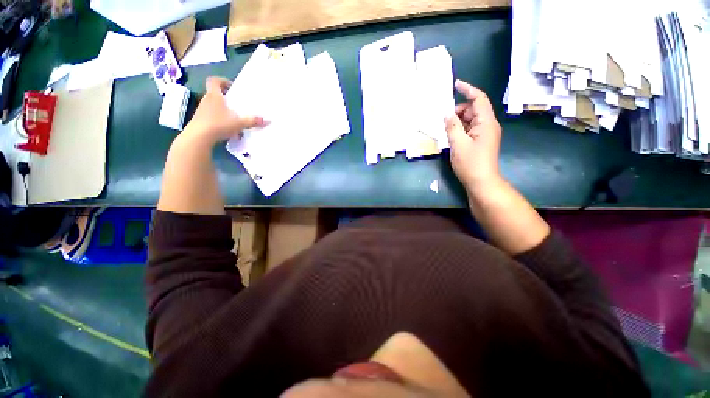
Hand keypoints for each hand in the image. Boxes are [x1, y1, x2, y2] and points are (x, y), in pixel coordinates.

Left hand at [181, 76, 265, 145]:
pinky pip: (211, 116)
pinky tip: (227, 128)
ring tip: (234, 117)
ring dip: (222, 109)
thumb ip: (253, 121)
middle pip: (214, 93)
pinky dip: (219, 119)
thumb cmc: (218, 125)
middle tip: (237, 103)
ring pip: (213, 105)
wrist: (198, 137)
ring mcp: (202, 111)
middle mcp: (206, 100)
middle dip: (225, 97)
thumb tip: (268, 120)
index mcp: (214, 96)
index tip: (232, 87)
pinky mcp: (200, 121)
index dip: (222, 81)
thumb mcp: (239, 123)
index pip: (214, 81)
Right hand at [445, 80, 502, 194]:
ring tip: (445, 130)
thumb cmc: (470, 163)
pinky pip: (469, 130)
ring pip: (470, 121)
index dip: (468, 90)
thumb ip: (452, 127)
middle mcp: (488, 125)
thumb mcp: (458, 144)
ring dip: (457, 122)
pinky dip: (460, 130)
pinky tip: (450, 136)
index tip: (456, 84)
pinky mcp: (480, 142)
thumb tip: (447, 114)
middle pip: (473, 110)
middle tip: (443, 120)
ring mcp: (485, 134)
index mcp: (486, 123)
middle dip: (458, 111)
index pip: (479, 99)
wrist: (482, 182)